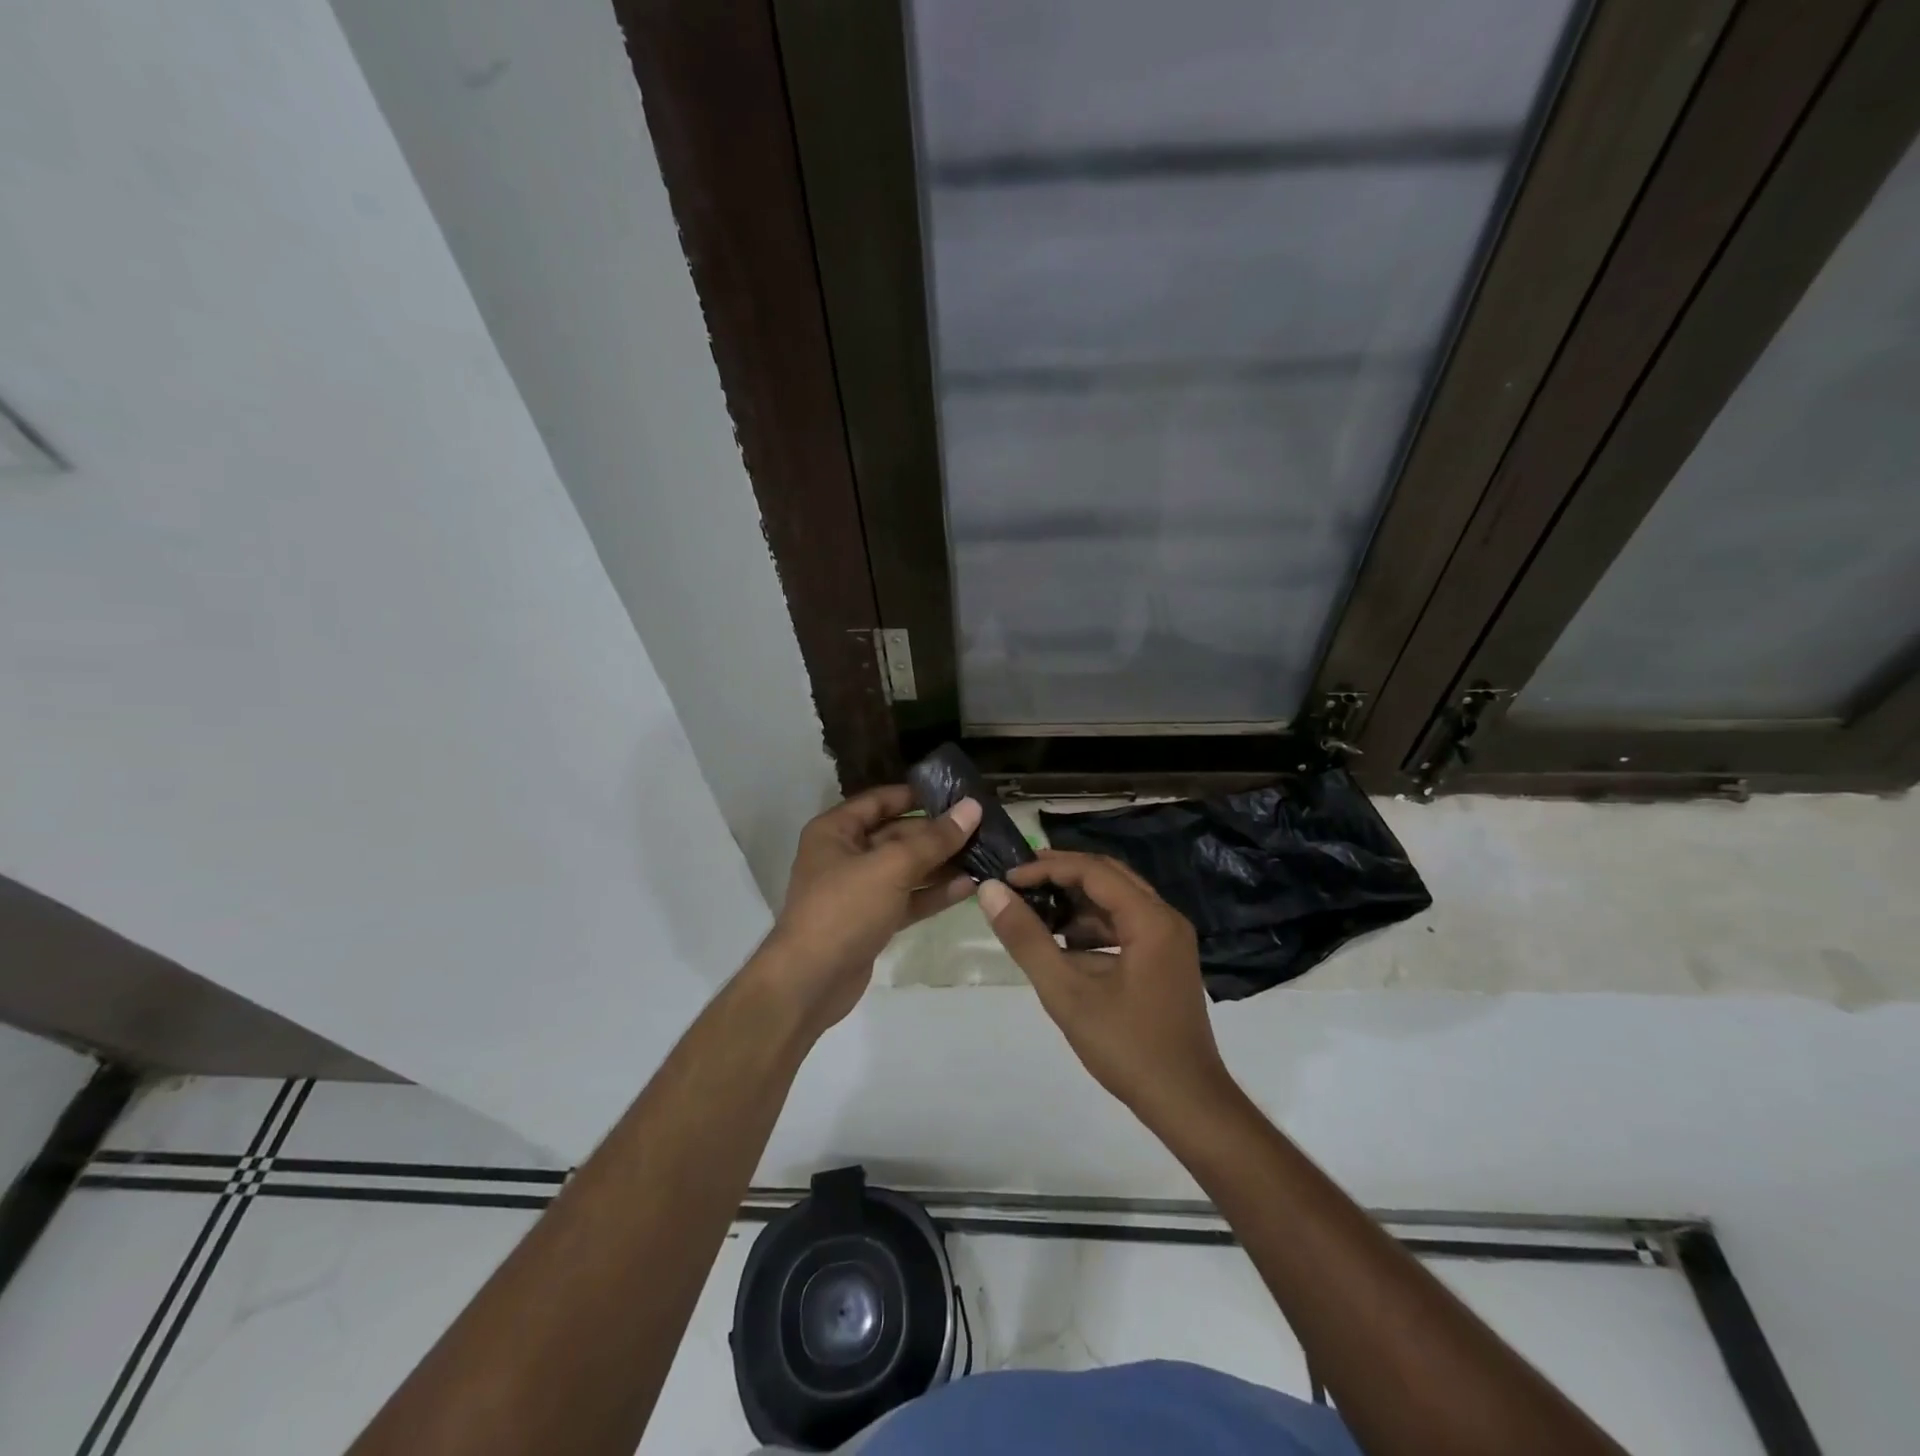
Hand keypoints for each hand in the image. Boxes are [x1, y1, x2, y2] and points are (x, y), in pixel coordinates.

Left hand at [755, 786, 981, 1036]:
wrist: (810, 983)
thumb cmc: (844, 909)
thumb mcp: (891, 867)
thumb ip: (934, 839)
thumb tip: (972, 807)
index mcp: (836, 831)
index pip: (880, 800)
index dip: (916, 795)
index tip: (957, 794)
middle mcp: (845, 855)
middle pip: (897, 835)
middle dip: (936, 834)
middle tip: (981, 828)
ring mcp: (859, 891)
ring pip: (905, 869)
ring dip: (941, 864)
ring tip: (983, 856)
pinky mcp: (872, 921)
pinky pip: (907, 899)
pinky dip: (933, 893)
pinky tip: (968, 887)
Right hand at [979, 851, 1232, 1120]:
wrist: (1187, 1104)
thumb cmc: (1128, 1048)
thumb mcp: (1067, 993)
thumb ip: (1027, 939)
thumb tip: (991, 891)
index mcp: (1150, 919)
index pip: (1093, 870)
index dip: (1047, 867)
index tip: (1008, 878)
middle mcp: (1165, 918)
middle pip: (1109, 876)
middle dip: (1062, 875)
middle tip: (1018, 881)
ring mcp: (1169, 940)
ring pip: (1117, 901)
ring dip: (1076, 901)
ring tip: (1033, 909)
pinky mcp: (1165, 960)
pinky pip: (1125, 925)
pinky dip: (1092, 926)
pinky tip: (1061, 944)